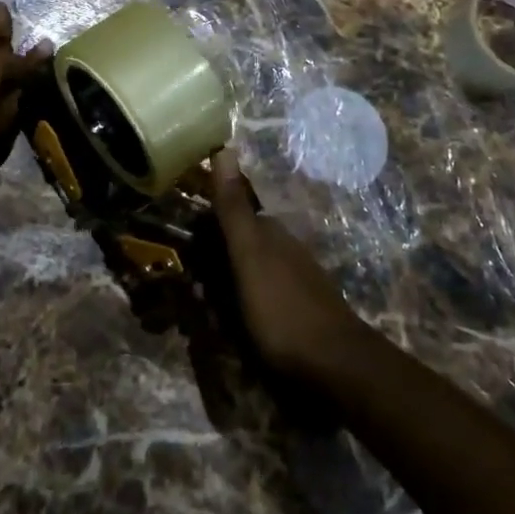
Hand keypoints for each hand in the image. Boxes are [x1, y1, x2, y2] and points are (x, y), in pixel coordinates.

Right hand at [198, 150, 370, 387]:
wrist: (336, 367)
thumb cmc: (283, 308)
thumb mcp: (249, 255)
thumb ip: (233, 207)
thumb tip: (224, 146)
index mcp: (269, 231)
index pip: (226, 216)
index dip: (200, 232)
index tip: (178, 254)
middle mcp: (282, 248)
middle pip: (236, 245)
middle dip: (210, 263)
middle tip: (189, 292)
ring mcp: (293, 280)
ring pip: (246, 273)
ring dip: (222, 288)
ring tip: (205, 315)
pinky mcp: (297, 310)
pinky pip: (258, 298)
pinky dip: (240, 307)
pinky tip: (234, 328)